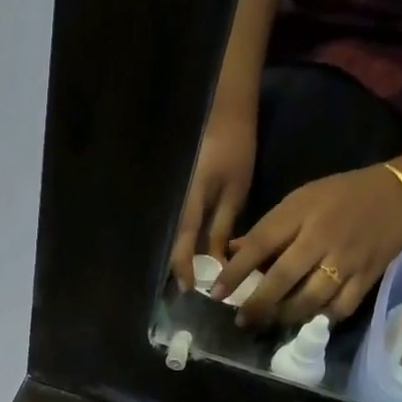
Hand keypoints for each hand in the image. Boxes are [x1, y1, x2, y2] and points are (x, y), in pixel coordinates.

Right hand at [169, 106, 256, 289]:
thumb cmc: (234, 148)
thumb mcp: (234, 192)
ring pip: (168, 236)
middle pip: (168, 244)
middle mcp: (171, 204)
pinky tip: (191, 251)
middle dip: (178, 267)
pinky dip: (180, 240)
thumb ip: (221, 229)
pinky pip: (172, 225)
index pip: (180, 245)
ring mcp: (168, 199)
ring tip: (191, 274)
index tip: (189, 290)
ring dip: (178, 256)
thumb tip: (217, 263)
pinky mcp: (171, 196)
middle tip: (191, 288)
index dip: (184, 270)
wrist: (221, 111)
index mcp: (187, 203)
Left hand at [213, 162, 401, 326]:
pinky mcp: (367, 277)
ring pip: (310, 298)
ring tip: (270, 322)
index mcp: (301, 213)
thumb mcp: (300, 200)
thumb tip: (231, 252)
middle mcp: (322, 237)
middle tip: (241, 320)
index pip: (260, 244)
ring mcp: (347, 260)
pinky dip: (321, 318)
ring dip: (285, 316)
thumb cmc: (340, 196)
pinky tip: (306, 322)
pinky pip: (339, 308)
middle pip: (283, 278)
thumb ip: (267, 230)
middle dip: (257, 304)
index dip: (235, 272)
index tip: (216, 294)